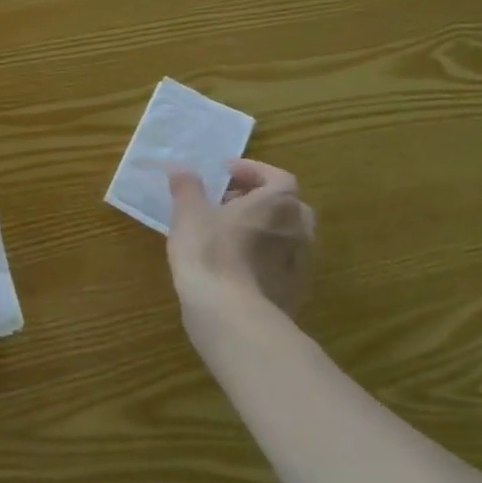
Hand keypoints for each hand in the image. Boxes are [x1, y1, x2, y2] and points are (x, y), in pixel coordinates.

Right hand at [167, 159, 314, 330]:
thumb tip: (180, 167)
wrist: (231, 315)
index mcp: (278, 204)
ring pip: (287, 236)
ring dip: (263, 228)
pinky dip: (263, 256)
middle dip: (261, 199)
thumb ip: (187, 187)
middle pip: (288, 206)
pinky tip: (236, 264)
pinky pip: (282, 263)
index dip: (253, 171)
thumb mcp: (189, 214)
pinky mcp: (293, 292)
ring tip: (229, 233)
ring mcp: (300, 264)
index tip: (227, 172)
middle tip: (230, 201)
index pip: (278, 177)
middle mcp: (298, 231)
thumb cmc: (210, 253)